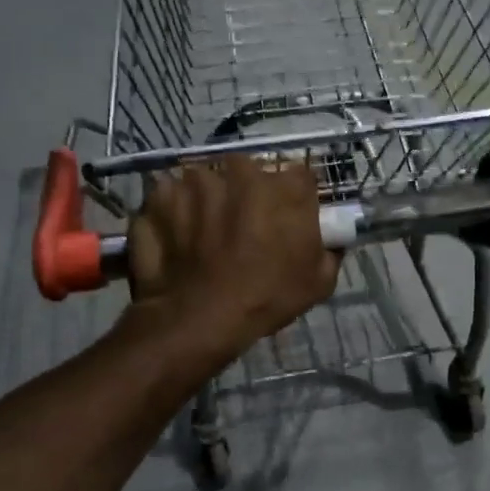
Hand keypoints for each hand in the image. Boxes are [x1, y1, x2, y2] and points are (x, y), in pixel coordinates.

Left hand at [125, 156, 340, 358]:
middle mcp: (240, 172)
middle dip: (245, 191)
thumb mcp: (319, 282)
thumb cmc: (266, 298)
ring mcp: (194, 182)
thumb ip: (328, 249)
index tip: (286, 217)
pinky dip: (170, 213)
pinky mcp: (160, 197)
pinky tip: (174, 238)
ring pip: (205, 181)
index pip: (298, 177)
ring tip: (202, 233)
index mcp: (284, 187)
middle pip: (247, 171)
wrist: (199, 319)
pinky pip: (168, 197)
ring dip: (205, 200)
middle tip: (241, 225)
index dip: (293, 198)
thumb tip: (329, 239)